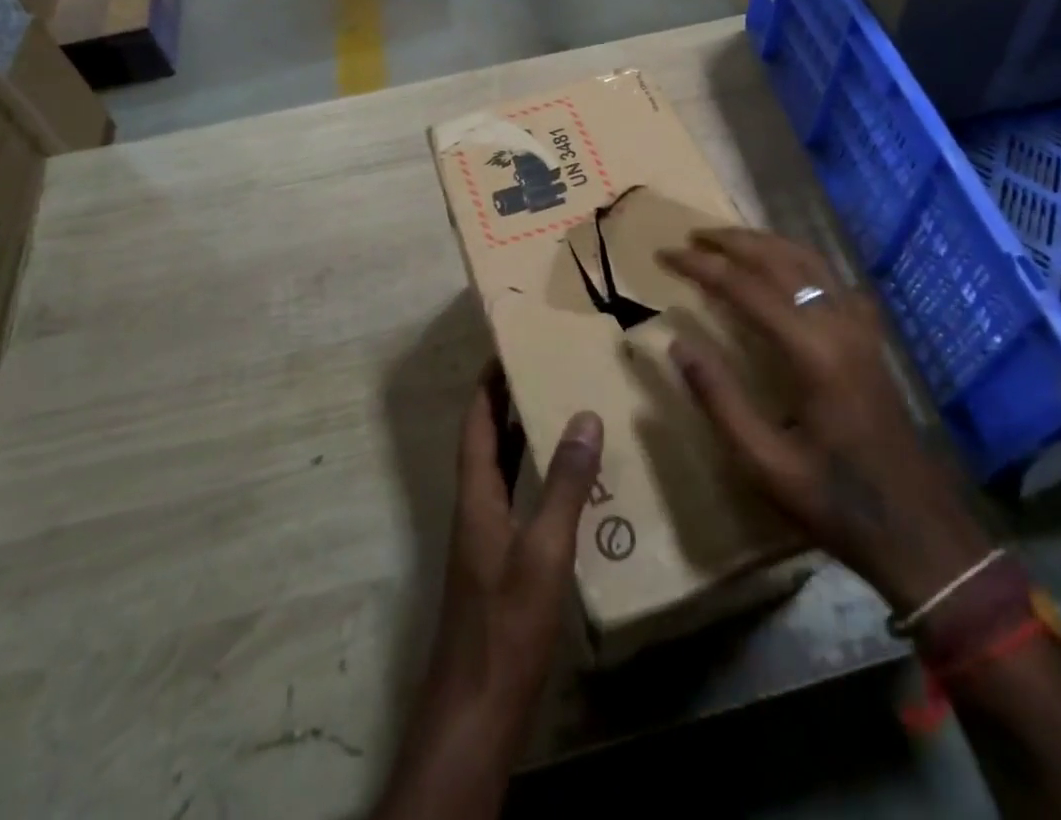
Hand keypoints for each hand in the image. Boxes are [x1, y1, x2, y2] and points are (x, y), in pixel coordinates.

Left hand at [375, 367, 602, 819]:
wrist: (477, 711)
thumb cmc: (507, 623)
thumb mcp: (544, 550)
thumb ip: (566, 484)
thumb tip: (584, 416)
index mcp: (476, 496)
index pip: (477, 425)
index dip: (486, 386)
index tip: (504, 349)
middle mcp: (476, 510)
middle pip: (486, 443)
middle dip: (505, 403)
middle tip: (539, 369)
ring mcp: (487, 541)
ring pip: (502, 473)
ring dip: (521, 439)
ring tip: (557, 409)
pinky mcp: (501, 567)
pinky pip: (517, 502)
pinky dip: (535, 480)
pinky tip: (567, 485)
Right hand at [657, 228, 991, 613]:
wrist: (918, 530)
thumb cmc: (834, 500)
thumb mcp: (763, 462)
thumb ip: (718, 399)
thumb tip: (677, 344)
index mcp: (811, 352)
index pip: (745, 287)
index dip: (701, 266)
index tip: (665, 254)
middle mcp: (838, 325)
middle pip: (779, 259)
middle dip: (731, 241)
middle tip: (690, 237)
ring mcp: (860, 328)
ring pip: (809, 260)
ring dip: (764, 242)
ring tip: (726, 240)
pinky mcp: (870, 338)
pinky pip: (832, 278)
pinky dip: (798, 259)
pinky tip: (782, 267)